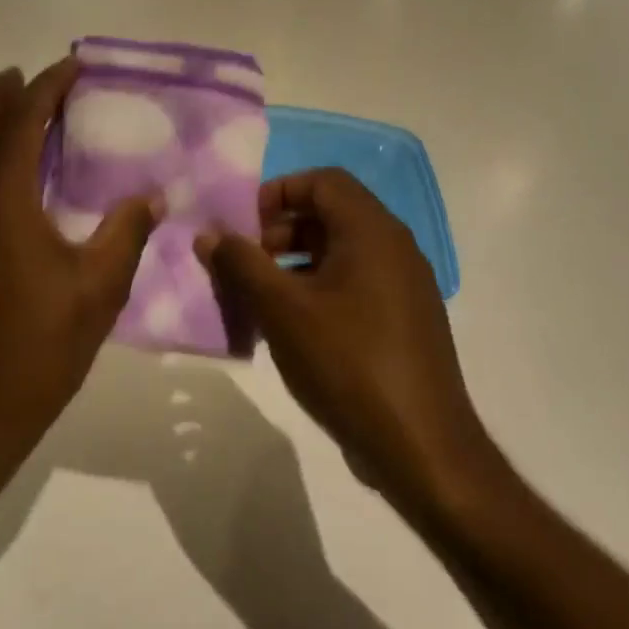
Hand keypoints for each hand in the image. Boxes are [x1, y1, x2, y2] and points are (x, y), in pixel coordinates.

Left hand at [0, 59, 159, 492]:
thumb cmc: (40, 347)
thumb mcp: (99, 288)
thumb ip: (126, 233)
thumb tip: (152, 196)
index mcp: (1, 204)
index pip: (18, 123)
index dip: (44, 87)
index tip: (71, 66)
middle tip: (26, 78)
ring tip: (23, 114)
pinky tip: (21, 177)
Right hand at [195, 168, 502, 526]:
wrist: (420, 447)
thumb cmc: (347, 363)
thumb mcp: (281, 309)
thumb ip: (240, 264)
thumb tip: (208, 234)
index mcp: (372, 232)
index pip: (322, 181)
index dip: (277, 193)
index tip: (243, 228)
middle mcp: (394, 249)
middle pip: (329, 215)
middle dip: (278, 232)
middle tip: (244, 265)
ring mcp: (403, 288)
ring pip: (338, 254)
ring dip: (292, 265)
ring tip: (257, 300)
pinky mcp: (402, 322)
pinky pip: (352, 286)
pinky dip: (315, 292)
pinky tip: (287, 330)